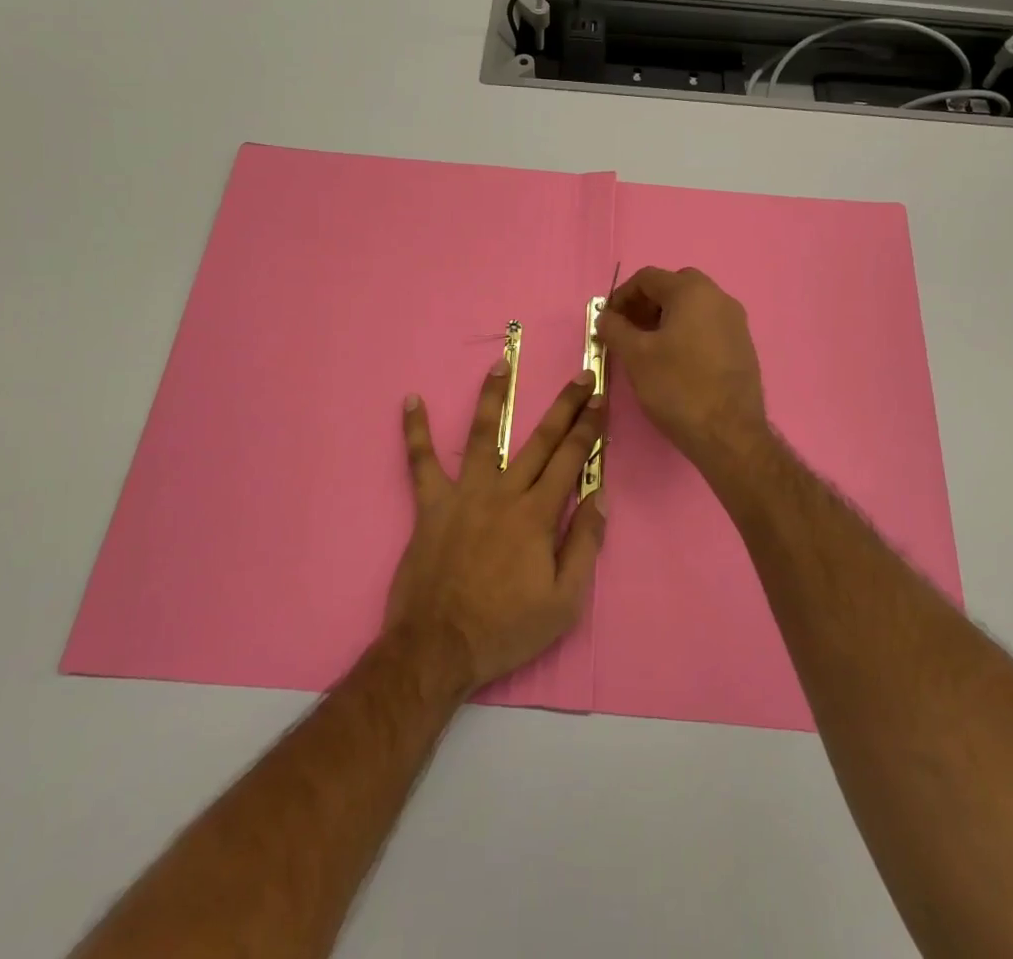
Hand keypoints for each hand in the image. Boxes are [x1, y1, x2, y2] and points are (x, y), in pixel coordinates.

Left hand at [385, 362, 607, 694]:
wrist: (438, 649)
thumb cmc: (506, 628)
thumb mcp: (564, 602)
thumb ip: (584, 545)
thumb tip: (600, 497)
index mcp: (537, 515)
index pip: (572, 460)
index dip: (590, 428)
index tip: (601, 400)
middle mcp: (503, 493)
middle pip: (540, 440)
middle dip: (565, 406)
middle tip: (581, 375)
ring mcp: (464, 495)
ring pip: (482, 435)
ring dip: (493, 396)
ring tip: (501, 363)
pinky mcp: (431, 505)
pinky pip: (420, 462)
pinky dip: (414, 431)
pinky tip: (410, 400)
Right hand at [597, 266, 770, 473]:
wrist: (729, 434)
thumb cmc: (678, 387)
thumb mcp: (635, 356)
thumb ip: (615, 329)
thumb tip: (605, 317)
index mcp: (693, 292)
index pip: (648, 278)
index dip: (621, 296)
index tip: (607, 321)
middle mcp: (719, 298)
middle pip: (673, 287)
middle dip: (646, 304)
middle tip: (628, 330)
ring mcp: (735, 322)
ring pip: (692, 307)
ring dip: (665, 318)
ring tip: (647, 348)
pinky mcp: (742, 346)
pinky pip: (708, 326)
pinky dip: (686, 333)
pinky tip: (674, 361)